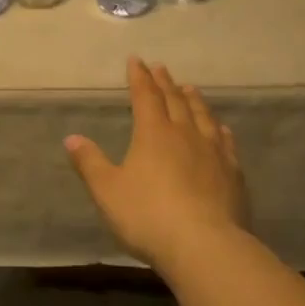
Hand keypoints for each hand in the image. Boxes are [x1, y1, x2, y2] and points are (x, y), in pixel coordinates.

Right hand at [65, 59, 249, 265]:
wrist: (204, 245)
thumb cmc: (147, 215)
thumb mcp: (107, 190)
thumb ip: (89, 162)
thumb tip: (71, 137)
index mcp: (153, 133)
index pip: (145, 96)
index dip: (139, 77)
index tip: (136, 60)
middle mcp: (185, 134)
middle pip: (175, 101)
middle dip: (165, 83)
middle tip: (161, 68)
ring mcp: (213, 152)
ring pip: (203, 116)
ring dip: (194, 100)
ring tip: (189, 88)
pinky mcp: (232, 174)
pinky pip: (225, 142)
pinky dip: (219, 129)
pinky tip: (220, 128)